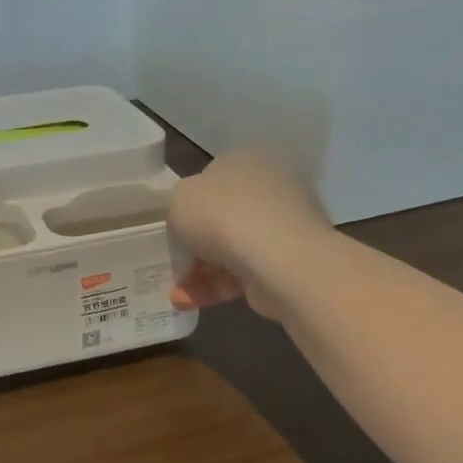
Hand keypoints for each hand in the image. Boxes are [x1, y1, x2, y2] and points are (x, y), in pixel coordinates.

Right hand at [165, 150, 327, 319]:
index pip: (211, 179)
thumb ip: (178, 211)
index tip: (173, 232)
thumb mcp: (177, 200)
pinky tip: (191, 302)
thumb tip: (190, 233)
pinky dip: (216, 287)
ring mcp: (283, 226)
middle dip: (193, 247)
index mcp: (245, 160)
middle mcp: (270, 187)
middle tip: (174, 266)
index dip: (188, 207)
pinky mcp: (289, 262)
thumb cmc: (222, 216)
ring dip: (200, 273)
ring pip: (231, 250)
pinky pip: (245, 273)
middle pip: (221, 218)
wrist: (278, 258)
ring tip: (177, 296)